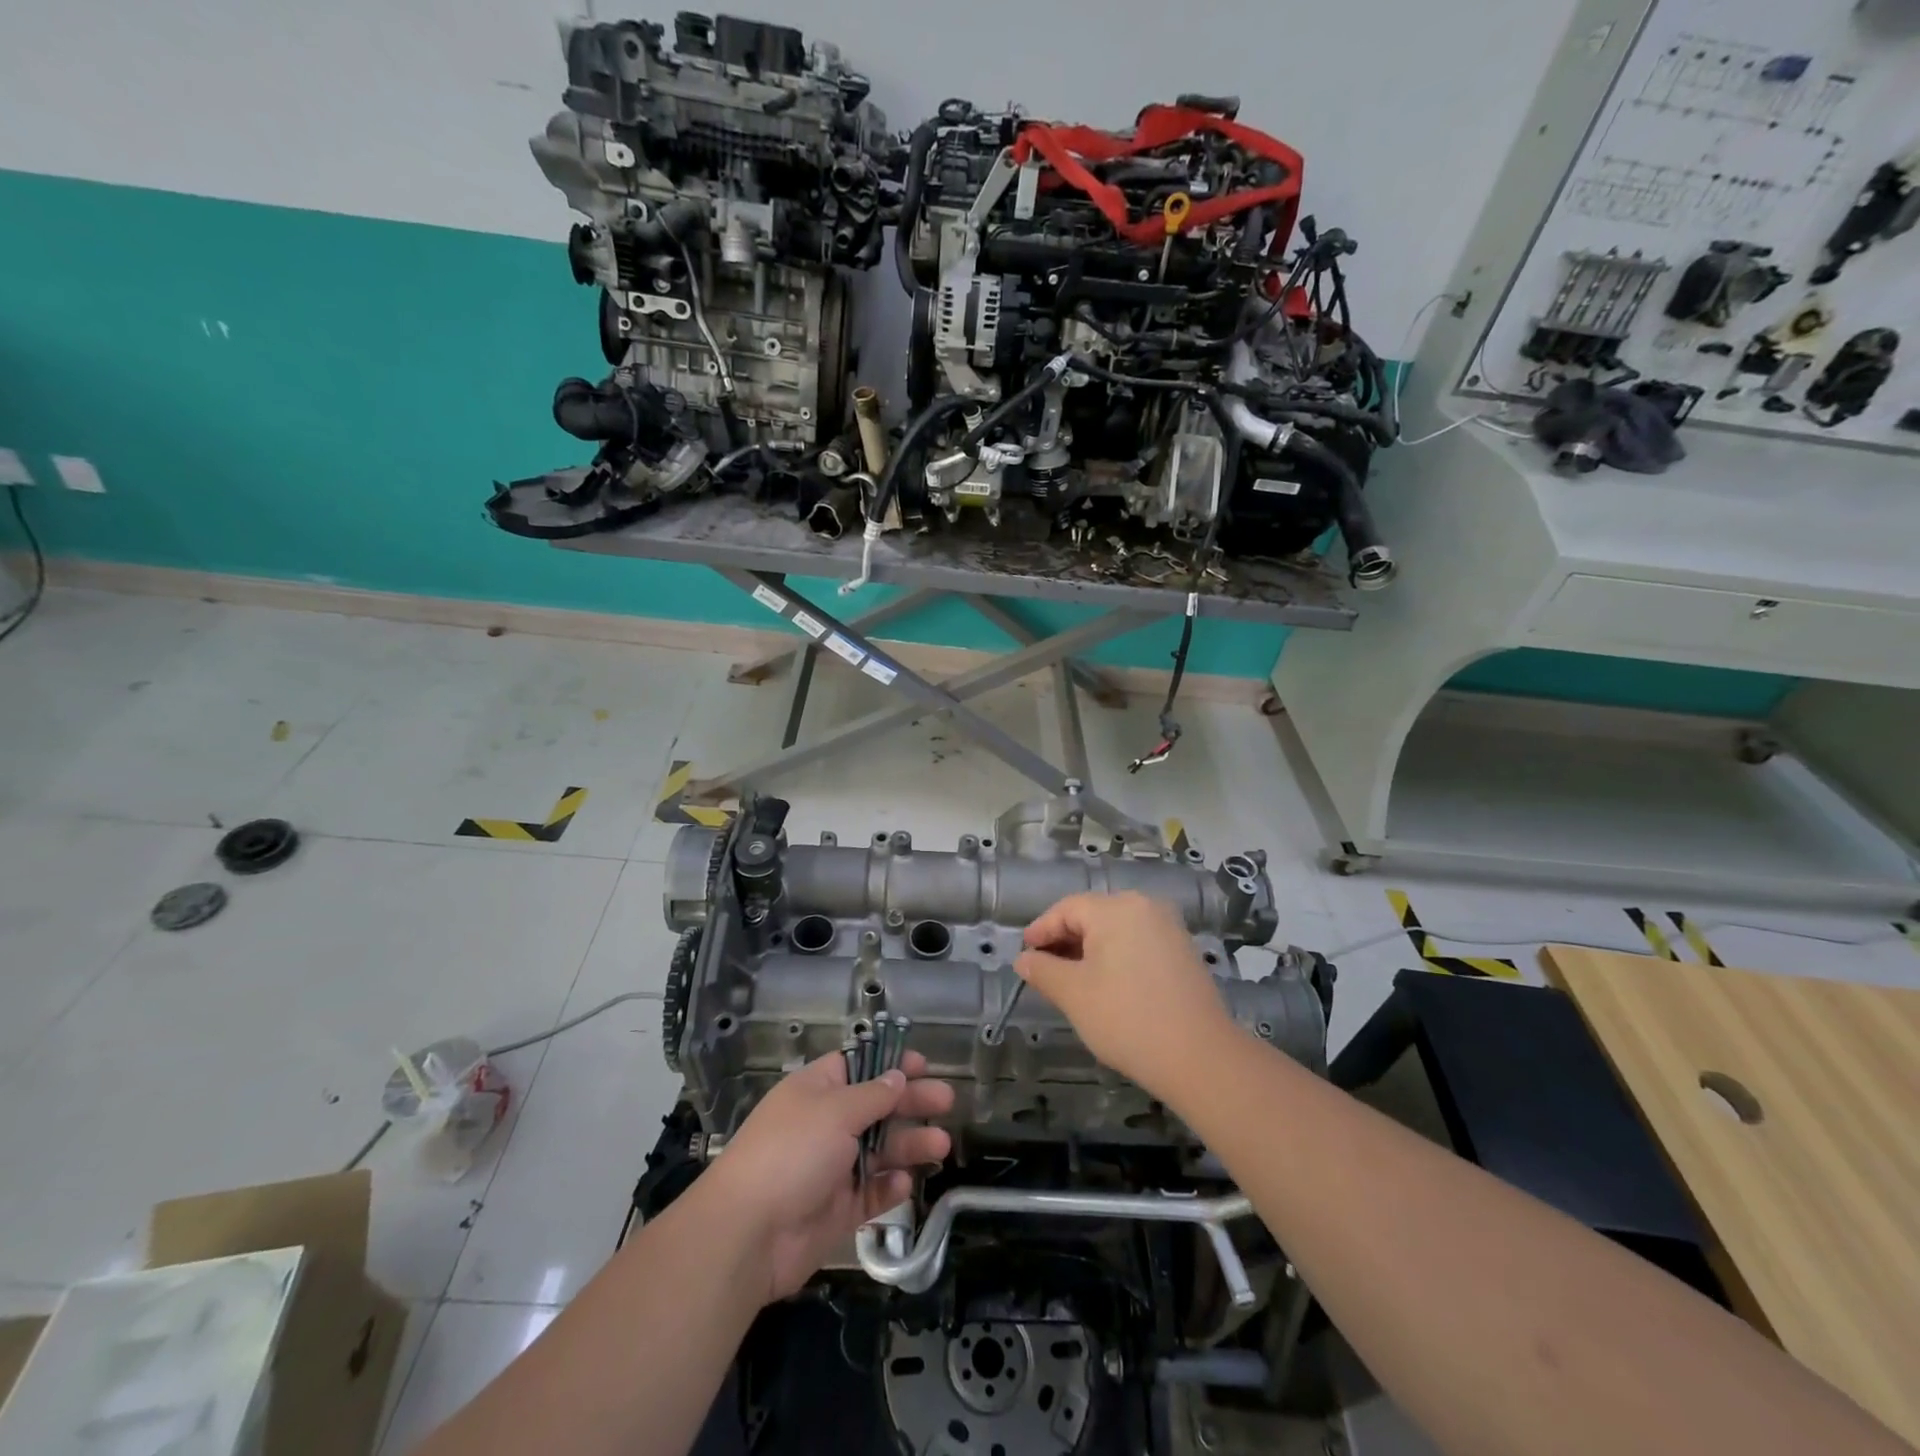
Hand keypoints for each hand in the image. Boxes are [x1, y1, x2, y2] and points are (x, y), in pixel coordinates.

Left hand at [698, 1050, 953, 1302]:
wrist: (749, 1235)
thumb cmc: (791, 1153)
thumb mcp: (835, 1111)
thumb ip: (873, 1095)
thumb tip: (897, 1076)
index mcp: (816, 1091)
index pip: (857, 1067)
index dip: (889, 1064)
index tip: (922, 1065)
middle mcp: (825, 1125)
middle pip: (876, 1107)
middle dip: (911, 1103)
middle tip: (946, 1101)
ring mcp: (832, 1168)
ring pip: (880, 1150)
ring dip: (910, 1145)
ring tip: (941, 1146)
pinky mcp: (837, 1209)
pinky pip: (871, 1193)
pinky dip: (889, 1188)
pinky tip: (906, 1184)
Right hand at [1016, 891, 1234, 1098]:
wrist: (1200, 1058)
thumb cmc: (1127, 1018)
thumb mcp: (1074, 994)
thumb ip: (1043, 970)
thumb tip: (1024, 959)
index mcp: (1116, 908)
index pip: (1066, 909)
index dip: (1041, 930)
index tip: (1024, 955)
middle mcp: (1145, 907)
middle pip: (1092, 915)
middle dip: (1064, 941)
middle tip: (1043, 970)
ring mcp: (1169, 928)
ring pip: (1116, 930)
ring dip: (1089, 951)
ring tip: (1070, 981)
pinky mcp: (1183, 951)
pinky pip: (1138, 943)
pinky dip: (1116, 957)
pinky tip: (1106, 985)